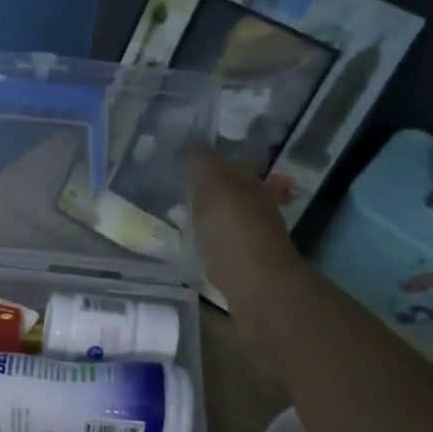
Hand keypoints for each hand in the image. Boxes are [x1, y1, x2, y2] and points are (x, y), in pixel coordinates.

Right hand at [184, 144, 302, 303]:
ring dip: (206, 220)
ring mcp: (252, 239)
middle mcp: (256, 208)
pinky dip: (208, 245)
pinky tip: (192, 251)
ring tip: (178, 223)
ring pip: (226, 221)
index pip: (230, 164)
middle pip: (229, 194)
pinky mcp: (244, 267)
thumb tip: (191, 142)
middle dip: (205, 192)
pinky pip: (222, 248)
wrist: (258, 289)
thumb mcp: (213, 187)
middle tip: (173, 195)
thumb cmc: (234, 233)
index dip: (207, 163)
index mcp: (250, 184)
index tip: (180, 168)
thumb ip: (201, 163)